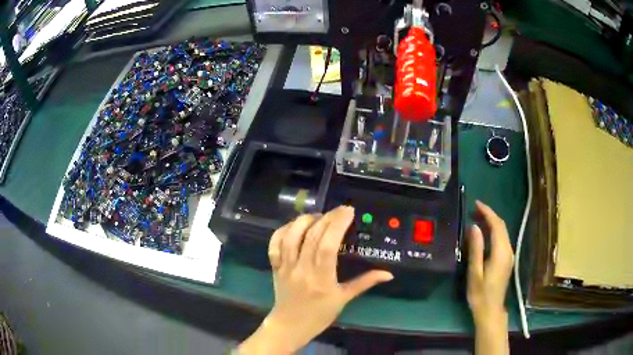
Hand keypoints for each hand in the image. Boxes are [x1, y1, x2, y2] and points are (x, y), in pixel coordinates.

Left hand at [238, 206, 393, 354]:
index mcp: (321, 279)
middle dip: (327, 217)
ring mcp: (285, 266)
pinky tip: (294, 225)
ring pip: (291, 236)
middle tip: (340, 211)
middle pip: (312, 236)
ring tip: (319, 216)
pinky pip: (275, 244)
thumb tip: (388, 274)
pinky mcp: (275, 266)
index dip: (337, 225)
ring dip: (305, 220)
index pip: (327, 245)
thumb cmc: (319, 315)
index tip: (348, 211)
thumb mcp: (344, 299)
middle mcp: (301, 269)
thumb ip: (365, 283)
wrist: (290, 326)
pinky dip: (283, 230)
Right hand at [467, 200, 512, 353]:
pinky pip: (502, 239)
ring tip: (477, 218)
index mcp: (501, 252)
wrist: (491, 310)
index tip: (476, 204)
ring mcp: (509, 255)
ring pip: (502, 232)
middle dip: (489, 215)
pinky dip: (493, 231)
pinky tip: (484, 233)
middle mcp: (508, 250)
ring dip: (491, 222)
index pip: (497, 225)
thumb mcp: (475, 272)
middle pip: (501, 226)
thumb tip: (474, 226)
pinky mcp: (507, 260)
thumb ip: (476, 249)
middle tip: (474, 209)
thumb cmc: (480, 294)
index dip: (487, 212)